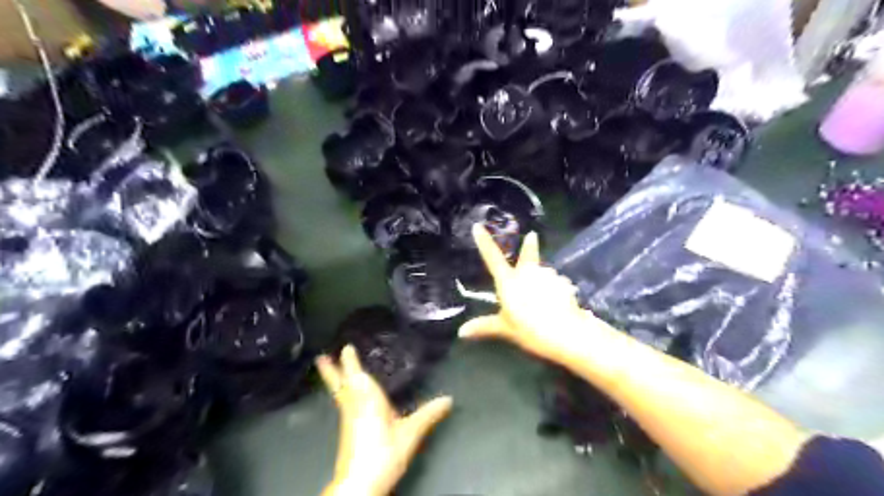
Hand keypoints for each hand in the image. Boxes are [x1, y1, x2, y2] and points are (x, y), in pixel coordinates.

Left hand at [318, 344, 455, 495]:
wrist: (360, 483)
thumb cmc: (384, 452)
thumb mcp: (410, 432)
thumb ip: (428, 414)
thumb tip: (449, 399)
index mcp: (368, 400)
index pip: (357, 375)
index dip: (351, 361)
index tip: (346, 346)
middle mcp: (354, 406)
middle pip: (341, 384)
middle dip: (332, 370)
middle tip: (320, 356)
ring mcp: (348, 419)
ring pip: (340, 394)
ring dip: (335, 380)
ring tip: (327, 369)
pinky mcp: (348, 431)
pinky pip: (343, 403)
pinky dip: (342, 393)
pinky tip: (347, 396)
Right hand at [459, 225, 597, 364]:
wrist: (565, 333)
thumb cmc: (529, 329)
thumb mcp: (505, 329)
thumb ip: (484, 327)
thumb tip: (461, 332)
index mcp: (509, 281)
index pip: (492, 258)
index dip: (484, 242)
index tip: (477, 226)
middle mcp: (528, 272)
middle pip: (528, 255)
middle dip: (529, 246)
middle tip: (532, 236)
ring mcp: (548, 276)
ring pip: (543, 273)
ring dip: (542, 279)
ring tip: (545, 299)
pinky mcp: (565, 283)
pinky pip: (557, 284)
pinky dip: (555, 291)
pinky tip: (558, 304)